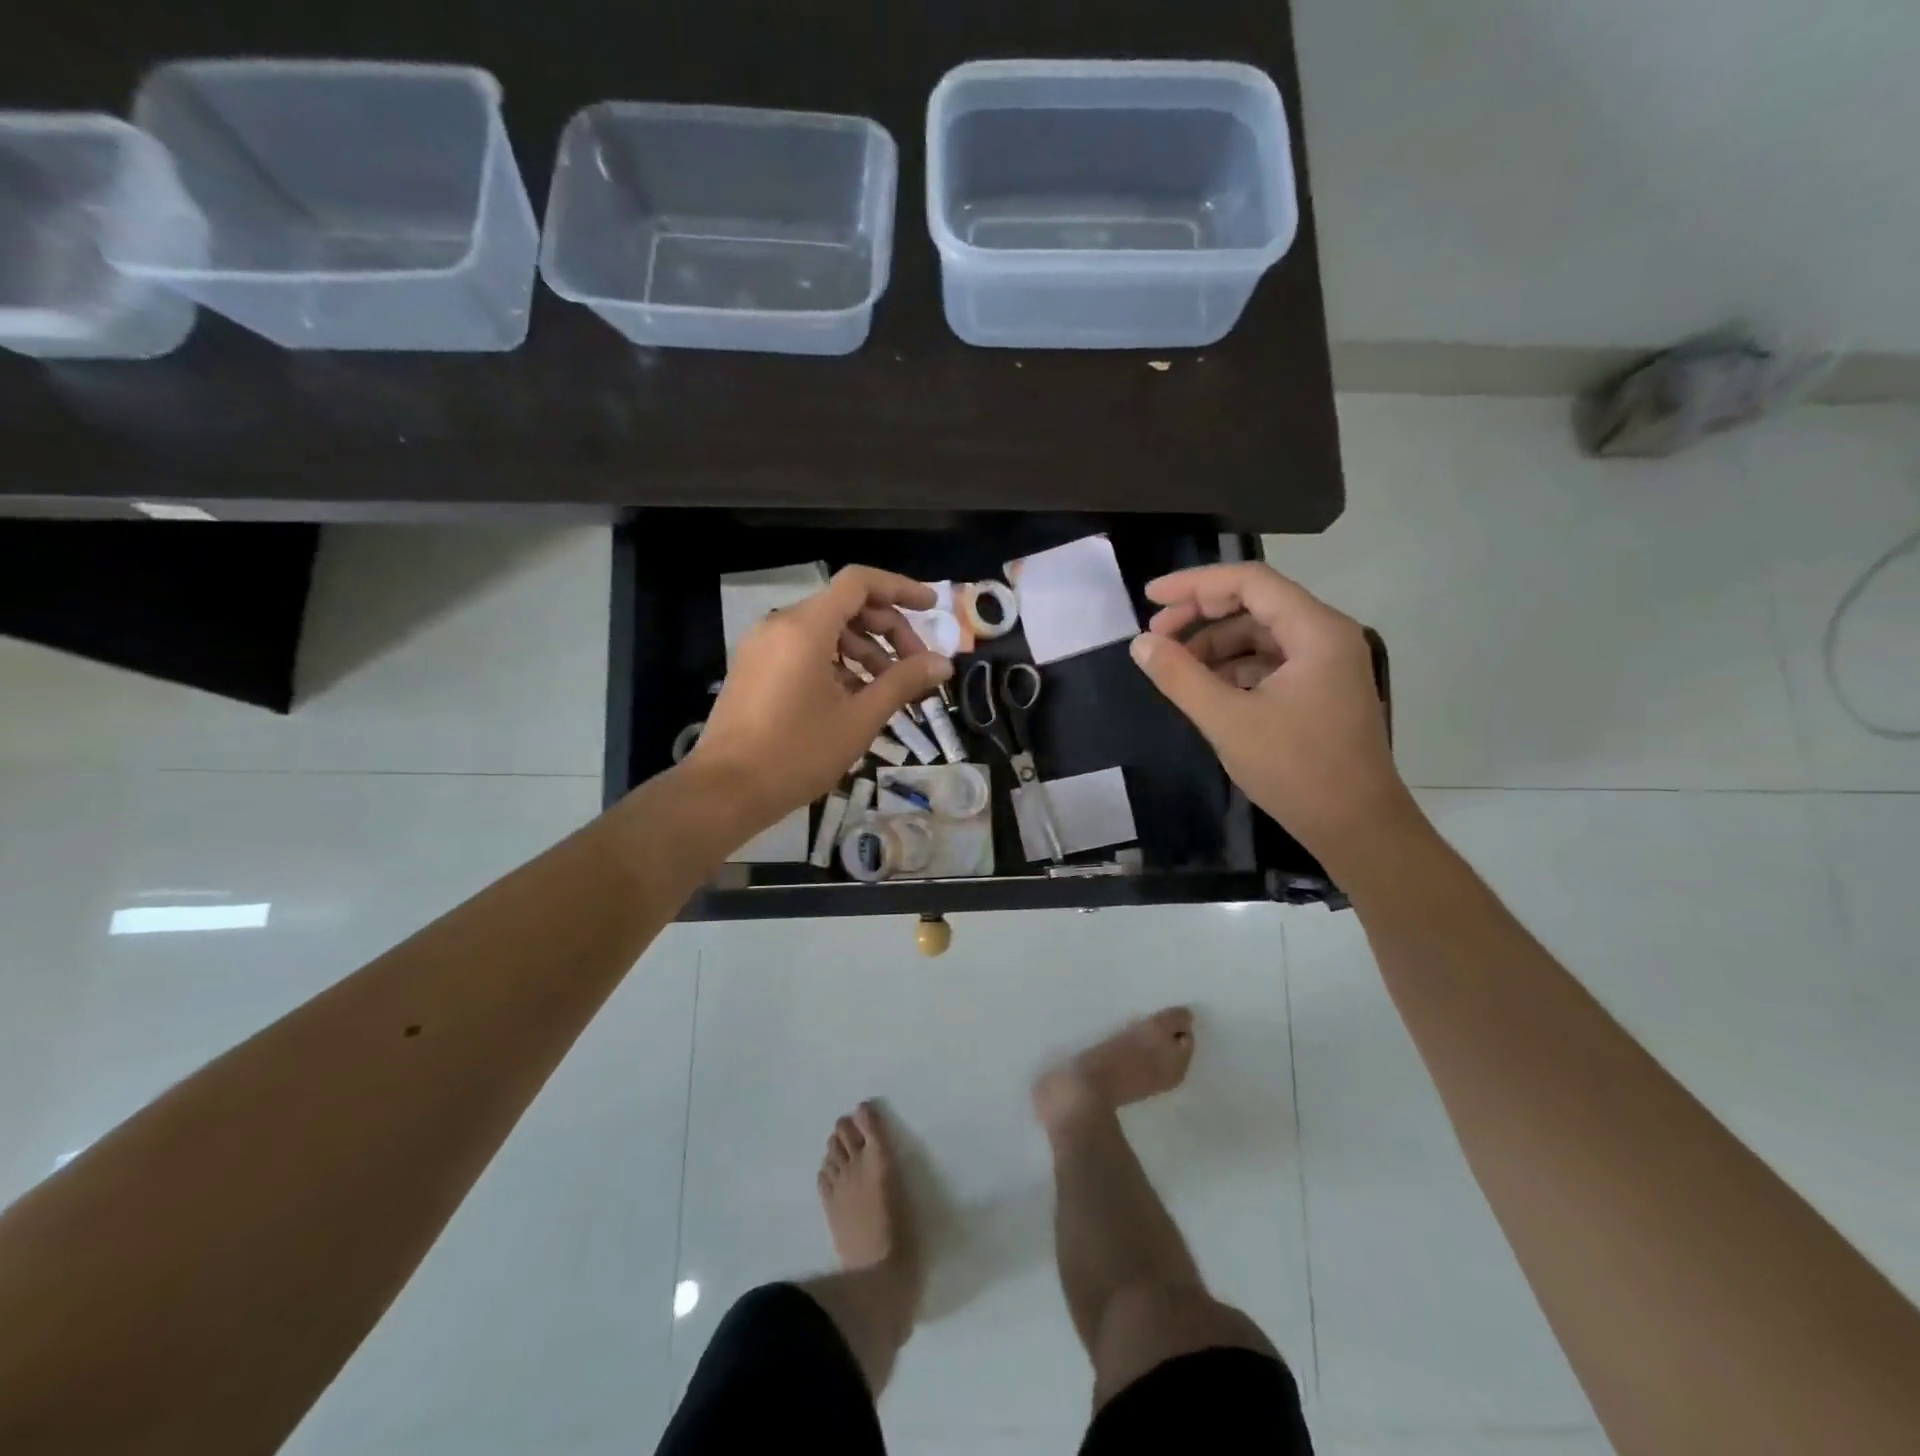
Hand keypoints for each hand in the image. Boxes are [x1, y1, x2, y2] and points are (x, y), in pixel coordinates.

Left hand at [687, 566, 953, 841]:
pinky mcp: (755, 669)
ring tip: (890, 689)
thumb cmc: (797, 753)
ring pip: (826, 630)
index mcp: (805, 628)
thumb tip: (943, 663)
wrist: (725, 791)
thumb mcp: (859, 719)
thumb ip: (902, 682)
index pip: (859, 583)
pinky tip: (855, 698)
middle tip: (916, 666)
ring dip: (865, 650)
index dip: (900, 588)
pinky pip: (804, 650)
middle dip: (888, 629)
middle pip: (845, 606)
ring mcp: (763, 647)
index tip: (931, 607)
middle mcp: (780, 625)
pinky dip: (837, 663)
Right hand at [1129, 563, 1413, 865]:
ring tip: (1175, 667)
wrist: (1356, 827)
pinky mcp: (1321, 689)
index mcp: (1316, 631)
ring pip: (1261, 634)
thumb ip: (1180, 677)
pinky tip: (1206, 688)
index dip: (1195, 584)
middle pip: (1255, 603)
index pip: (1250, 582)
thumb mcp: (1227, 721)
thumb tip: (1141, 643)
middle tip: (1155, 636)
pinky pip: (1270, 661)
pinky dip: (1234, 666)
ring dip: (1215, 644)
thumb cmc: (1295, 770)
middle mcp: (1327, 636)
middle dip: (1201, 614)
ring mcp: (1327, 664)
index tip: (1150, 598)